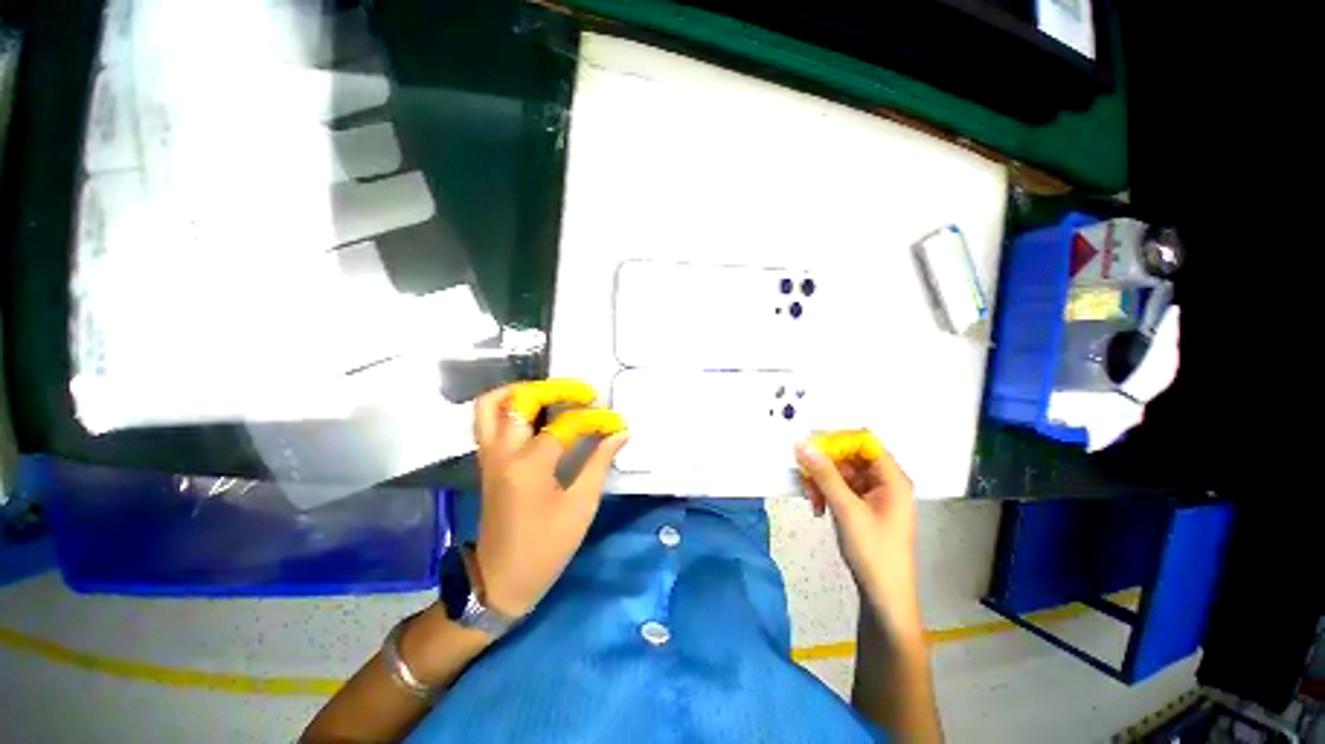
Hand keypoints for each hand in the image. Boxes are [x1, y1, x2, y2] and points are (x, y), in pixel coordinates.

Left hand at [470, 383, 627, 617]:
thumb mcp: (581, 506)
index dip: (594, 419)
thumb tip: (620, 433)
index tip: (614, 421)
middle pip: (520, 400)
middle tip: (582, 392)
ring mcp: (489, 456)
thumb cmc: (545, 547)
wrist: (500, 581)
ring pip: (491, 404)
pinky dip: (509, 406)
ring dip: (522, 391)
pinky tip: (536, 413)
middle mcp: (503, 452)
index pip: (565, 425)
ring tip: (552, 393)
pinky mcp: (487, 462)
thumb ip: (599, 463)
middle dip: (554, 389)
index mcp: (529, 465)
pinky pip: (488, 420)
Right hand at [795, 435, 921, 637]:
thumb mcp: (846, 510)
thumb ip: (824, 474)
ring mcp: (874, 494)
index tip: (810, 443)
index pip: (865, 441)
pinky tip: (817, 507)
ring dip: (822, 481)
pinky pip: (841, 488)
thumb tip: (804, 445)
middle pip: (850, 456)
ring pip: (841, 472)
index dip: (838, 438)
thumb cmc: (873, 552)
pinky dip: (826, 493)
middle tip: (804, 475)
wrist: (884, 597)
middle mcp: (885, 481)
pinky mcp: (863, 506)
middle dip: (824, 464)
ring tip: (811, 498)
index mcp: (892, 478)